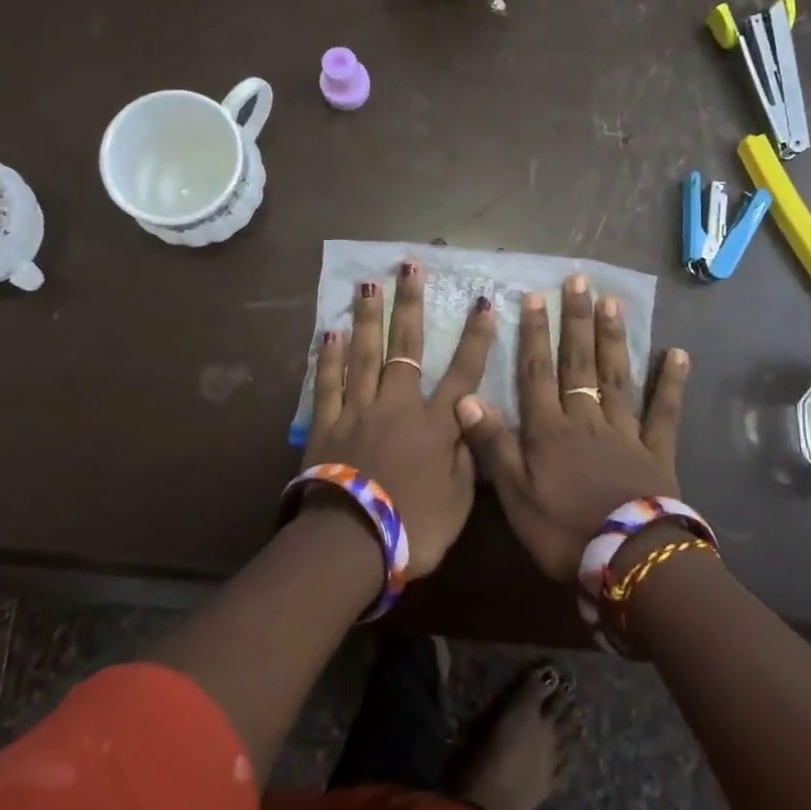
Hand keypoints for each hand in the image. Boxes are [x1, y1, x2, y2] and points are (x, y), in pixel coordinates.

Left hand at [304, 261, 496, 578]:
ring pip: (366, 354)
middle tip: (410, 265)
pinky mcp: (326, 423)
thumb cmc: (414, 528)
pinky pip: (328, 382)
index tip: (484, 302)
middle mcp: (399, 404)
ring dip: (370, 317)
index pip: (464, 371)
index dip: (476, 336)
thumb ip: (468, 455)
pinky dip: (330, 357)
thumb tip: (473, 419)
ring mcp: (359, 409)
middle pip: (407, 346)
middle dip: (411, 304)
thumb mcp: (460, 501)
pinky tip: (331, 331)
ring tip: (370, 283)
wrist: (353, 544)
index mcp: (437, 423)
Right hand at [455, 274, 689, 581]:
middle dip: (575, 321)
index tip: (535, 297)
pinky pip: (664, 413)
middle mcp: (586, 420)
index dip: (534, 335)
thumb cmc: (563, 532)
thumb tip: (465, 398)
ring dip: (613, 338)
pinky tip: (679, 352)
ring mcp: (625, 432)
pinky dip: (671, 383)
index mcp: (550, 431)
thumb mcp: (514, 495)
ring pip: (616, 377)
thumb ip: (492, 445)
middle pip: (578, 363)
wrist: (629, 562)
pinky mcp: (657, 452)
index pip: (537, 373)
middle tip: (578, 281)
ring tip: (612, 301)